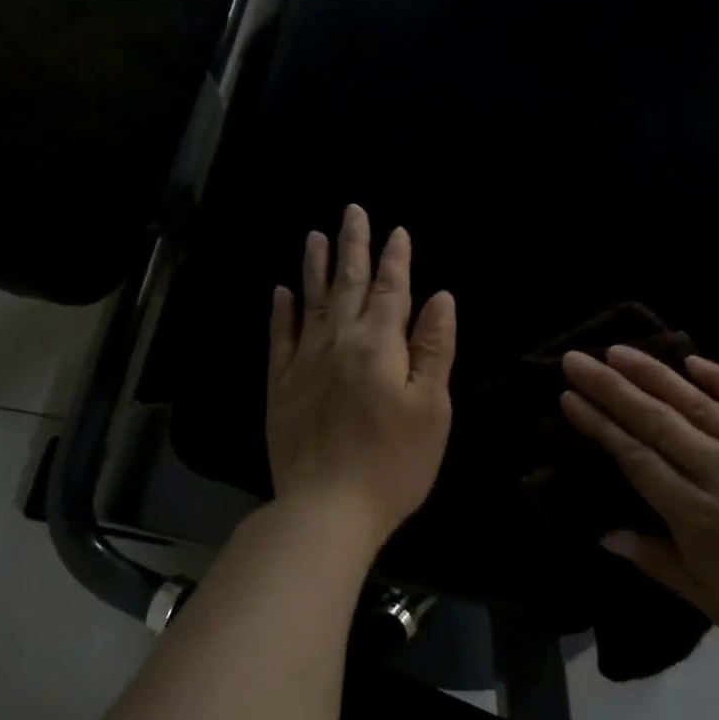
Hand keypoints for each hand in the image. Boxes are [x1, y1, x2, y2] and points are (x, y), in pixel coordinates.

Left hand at [266, 205, 457, 551]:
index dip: (395, 259)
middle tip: (352, 211)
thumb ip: (434, 348)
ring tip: (315, 235)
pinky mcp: (280, 386)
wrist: (326, 508)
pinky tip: (281, 291)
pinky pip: (279, 338)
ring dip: (315, 267)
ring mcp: (304, 363)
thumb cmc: (393, 462)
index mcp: (379, 345)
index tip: (397, 231)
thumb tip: (439, 297)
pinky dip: (281, 312)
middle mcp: (338, 342)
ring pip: (311, 302)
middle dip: (353, 246)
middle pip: (347, 285)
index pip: (390, 291)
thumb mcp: (431, 407)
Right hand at [560, 346, 718, 686]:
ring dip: (654, 375)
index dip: (599, 425)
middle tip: (577, 360)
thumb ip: (658, 562)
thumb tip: (605, 533)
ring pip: (698, 404)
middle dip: (611, 387)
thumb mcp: (715, 606)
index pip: (635, 457)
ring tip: (619, 351)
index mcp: (697, 516)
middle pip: (656, 421)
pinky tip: (693, 360)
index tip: (570, 398)